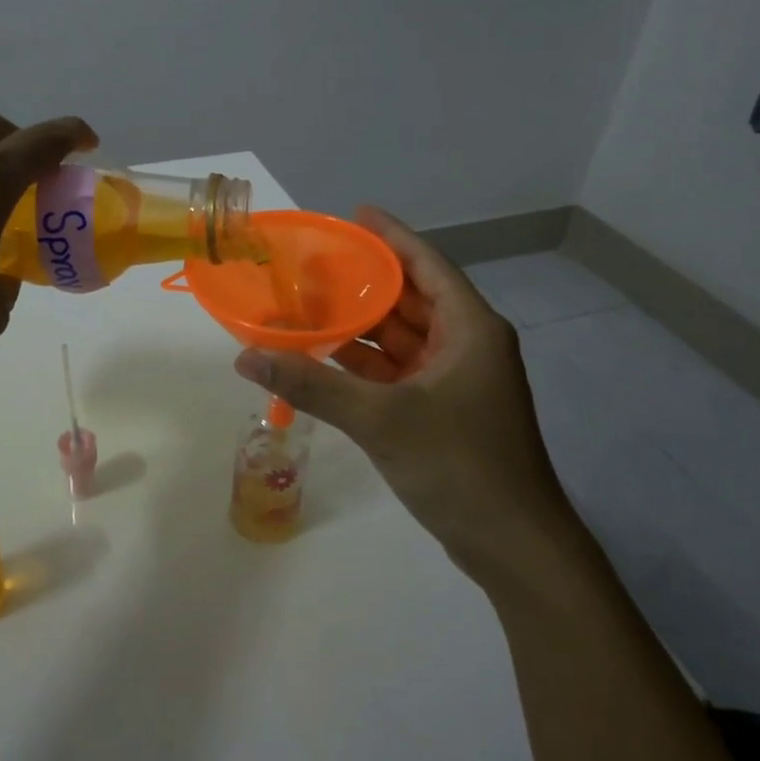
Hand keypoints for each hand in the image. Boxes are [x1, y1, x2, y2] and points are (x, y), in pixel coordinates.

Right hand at [233, 207, 575, 585]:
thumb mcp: (380, 419)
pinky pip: (398, 371)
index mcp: (469, 328)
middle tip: (314, 264)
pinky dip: (366, 364)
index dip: (391, 236)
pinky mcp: (444, 410)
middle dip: (366, 282)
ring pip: (402, 338)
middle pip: (411, 298)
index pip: (427, 264)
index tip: (354, 214)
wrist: (513, 546)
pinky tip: (326, 358)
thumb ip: (312, 385)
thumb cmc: (459, 465)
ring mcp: (456, 380)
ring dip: (361, 325)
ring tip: (310, 305)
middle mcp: (466, 345)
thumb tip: (247, 357)